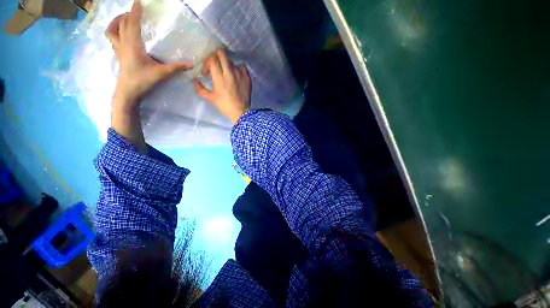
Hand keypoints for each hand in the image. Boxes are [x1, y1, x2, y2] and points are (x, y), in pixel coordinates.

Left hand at [106, 0, 191, 110]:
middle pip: (122, 23)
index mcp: (133, 45)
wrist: (128, 91)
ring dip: (116, 21)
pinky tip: (121, 34)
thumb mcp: (162, 73)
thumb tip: (191, 65)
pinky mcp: (117, 54)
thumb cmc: (143, 80)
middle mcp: (123, 43)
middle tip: (135, 10)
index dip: (135, 11)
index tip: (138, 1)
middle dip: (128, 14)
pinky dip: (114, 31)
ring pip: (112, 29)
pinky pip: (112, 38)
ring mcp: (118, 49)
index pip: (132, 23)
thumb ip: (176, 68)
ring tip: (124, 18)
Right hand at [193, 50, 250, 124]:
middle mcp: (229, 72)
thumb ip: (200, 89)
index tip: (206, 72)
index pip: (211, 59)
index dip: (207, 62)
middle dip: (216, 57)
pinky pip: (242, 66)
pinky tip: (236, 74)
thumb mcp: (210, 98)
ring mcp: (240, 74)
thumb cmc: (225, 105)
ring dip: (226, 65)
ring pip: (231, 61)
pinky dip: (238, 68)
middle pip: (222, 54)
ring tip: (226, 73)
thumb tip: (194, 80)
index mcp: (219, 77)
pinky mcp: (247, 77)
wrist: (241, 112)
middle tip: (215, 65)